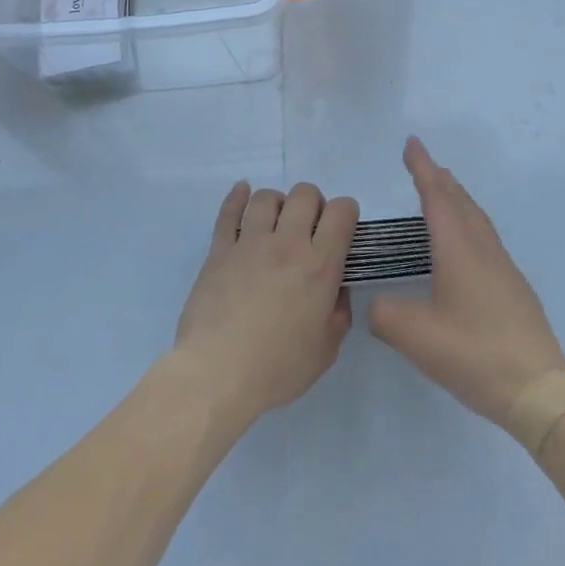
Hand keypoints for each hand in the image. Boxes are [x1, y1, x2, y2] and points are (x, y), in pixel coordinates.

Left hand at [172, 181, 356, 424]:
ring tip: (276, 222)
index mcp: (320, 266)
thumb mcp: (326, 350)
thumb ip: (338, 313)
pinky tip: (242, 192)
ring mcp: (249, 243)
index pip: (341, 212)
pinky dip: (237, 197)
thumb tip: (336, 289)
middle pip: (305, 194)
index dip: (346, 213)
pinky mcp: (219, 250)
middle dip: (313, 204)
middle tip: (309, 228)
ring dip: (278, 203)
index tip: (342, 229)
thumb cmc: (278, 368)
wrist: (217, 373)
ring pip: (266, 197)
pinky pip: (228, 212)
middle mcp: (287, 244)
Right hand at [368, 138, 564, 436]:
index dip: (422, 169)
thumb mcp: (415, 337)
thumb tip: (378, 305)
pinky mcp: (513, 290)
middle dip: (441, 180)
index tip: (411, 143)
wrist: (538, 390)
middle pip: (461, 202)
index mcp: (459, 250)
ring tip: (444, 194)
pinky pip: (486, 240)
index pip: (437, 198)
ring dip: (458, 200)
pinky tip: (464, 246)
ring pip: (477, 220)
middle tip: (423, 165)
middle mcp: (483, 250)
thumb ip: (385, 315)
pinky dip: (469, 225)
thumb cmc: (474, 354)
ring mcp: (503, 269)